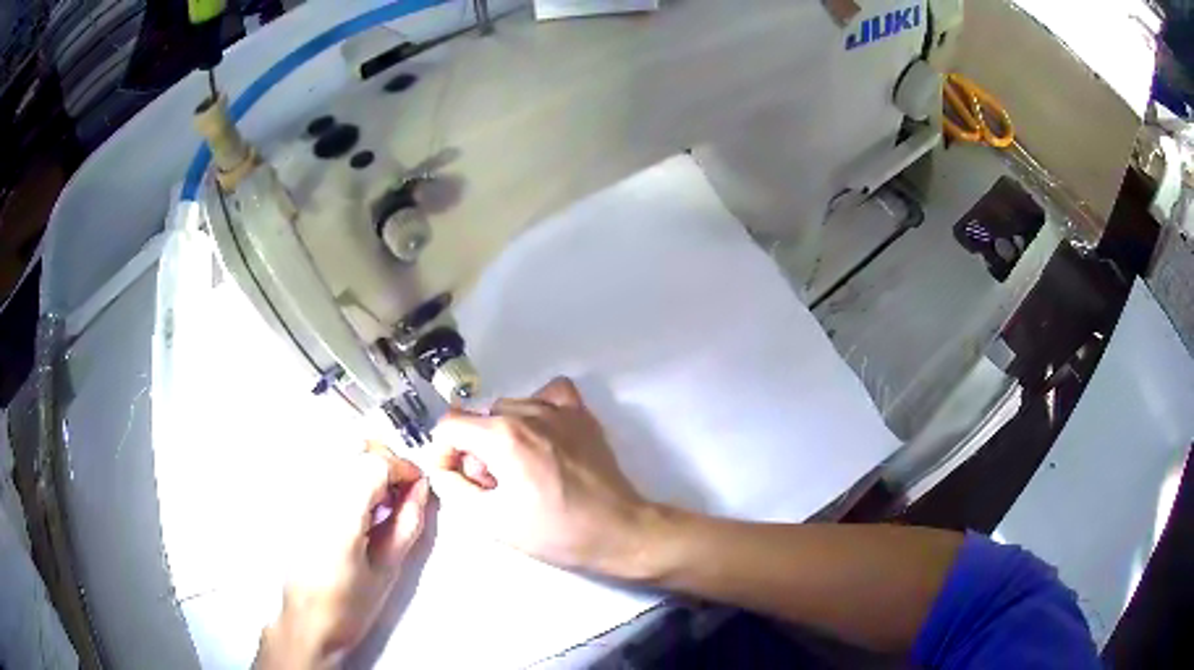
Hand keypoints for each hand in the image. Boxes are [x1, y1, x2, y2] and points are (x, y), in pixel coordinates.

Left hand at [255, 443, 428, 668]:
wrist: (305, 620)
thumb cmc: (348, 605)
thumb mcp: (387, 569)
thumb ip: (407, 523)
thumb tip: (421, 489)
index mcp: (340, 513)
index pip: (375, 463)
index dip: (403, 468)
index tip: (418, 485)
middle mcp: (313, 492)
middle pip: (354, 447)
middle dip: (385, 462)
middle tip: (400, 493)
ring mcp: (298, 491)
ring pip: (337, 451)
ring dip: (365, 464)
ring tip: (378, 500)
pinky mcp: (291, 496)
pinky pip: (322, 466)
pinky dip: (345, 472)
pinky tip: (353, 503)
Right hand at [429, 377, 659, 577]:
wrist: (618, 531)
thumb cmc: (555, 532)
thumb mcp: (491, 521)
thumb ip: (453, 489)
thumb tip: (442, 469)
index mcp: (503, 436)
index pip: (449, 425)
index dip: (443, 453)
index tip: (457, 478)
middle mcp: (528, 412)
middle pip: (479, 419)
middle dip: (475, 450)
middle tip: (494, 485)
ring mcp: (559, 410)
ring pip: (509, 408)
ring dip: (502, 434)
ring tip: (520, 468)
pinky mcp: (581, 415)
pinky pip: (548, 394)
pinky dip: (536, 409)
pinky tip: (540, 436)